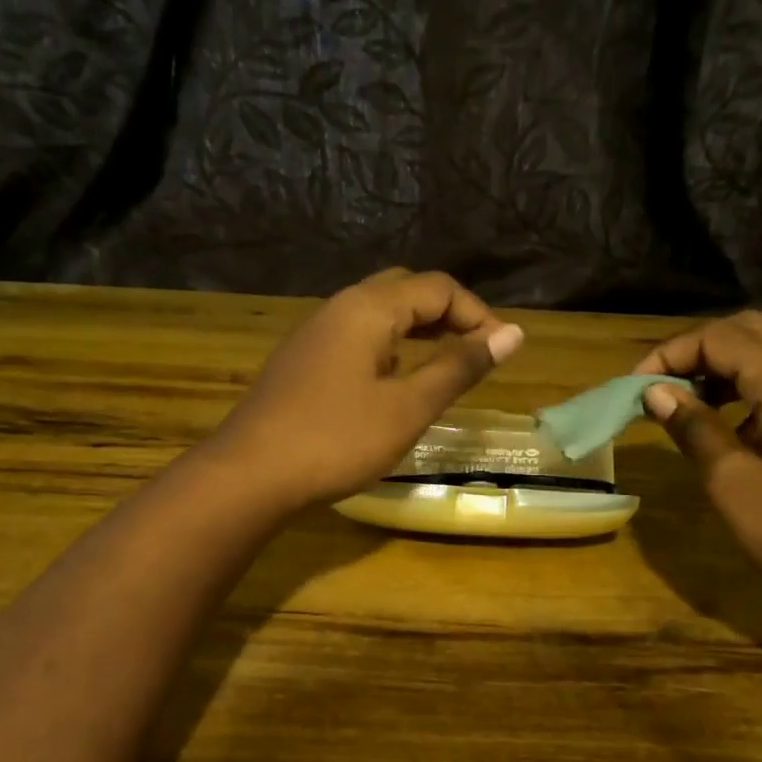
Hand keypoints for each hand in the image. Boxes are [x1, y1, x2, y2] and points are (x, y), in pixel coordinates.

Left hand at [205, 268, 523, 511]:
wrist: (250, 474)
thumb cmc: (337, 440)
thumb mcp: (408, 407)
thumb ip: (458, 367)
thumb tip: (511, 334)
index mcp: (368, 308)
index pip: (437, 288)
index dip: (478, 313)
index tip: (503, 352)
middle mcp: (339, 307)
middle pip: (405, 290)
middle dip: (448, 314)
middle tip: (475, 352)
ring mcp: (315, 334)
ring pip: (377, 312)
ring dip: (417, 329)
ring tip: (444, 364)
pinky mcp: (302, 361)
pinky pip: (356, 336)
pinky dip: (389, 346)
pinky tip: (393, 380)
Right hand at [635, 312, 761, 610]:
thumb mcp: (732, 482)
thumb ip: (694, 429)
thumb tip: (656, 393)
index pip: (719, 338)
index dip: (670, 354)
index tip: (636, 388)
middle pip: (748, 331)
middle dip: (696, 350)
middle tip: (661, 387)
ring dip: (722, 368)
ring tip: (685, 406)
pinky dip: (747, 389)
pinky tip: (728, 428)